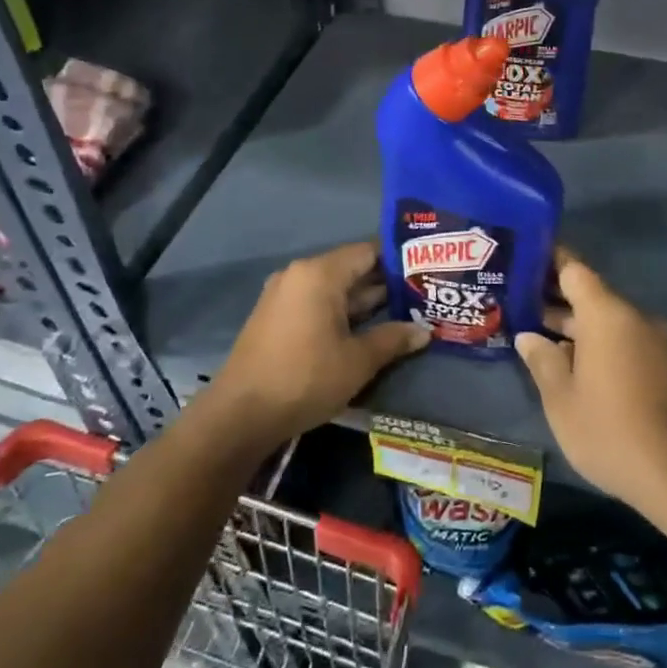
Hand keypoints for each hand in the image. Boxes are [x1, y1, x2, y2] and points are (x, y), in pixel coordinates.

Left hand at [209, 241, 428, 445]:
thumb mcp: (357, 361)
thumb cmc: (304, 379)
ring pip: (335, 289)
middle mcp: (300, 275)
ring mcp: (284, 296)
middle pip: (351, 269)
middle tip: (424, 293)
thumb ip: (393, 339)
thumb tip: (424, 331)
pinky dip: (342, 312)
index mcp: (320, 274)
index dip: (399, 260)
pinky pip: (317, 303)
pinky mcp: (276, 317)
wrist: (239, 416)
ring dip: (365, 301)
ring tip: (405, 311)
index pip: (368, 251)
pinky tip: (367, 328)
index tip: (427, 270)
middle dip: (386, 283)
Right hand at [515, 251, 666, 509]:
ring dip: (574, 325)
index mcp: (607, 314)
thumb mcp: (560, 397)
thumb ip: (542, 359)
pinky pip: (621, 339)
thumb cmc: (606, 428)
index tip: (523, 261)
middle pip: (589, 294)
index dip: (548, 262)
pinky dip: (595, 342)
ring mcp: (651, 341)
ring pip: (605, 319)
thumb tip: (529, 337)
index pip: (574, 270)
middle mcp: (633, 317)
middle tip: (517, 303)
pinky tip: (568, 361)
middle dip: (555, 299)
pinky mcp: (660, 364)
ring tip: (535, 334)